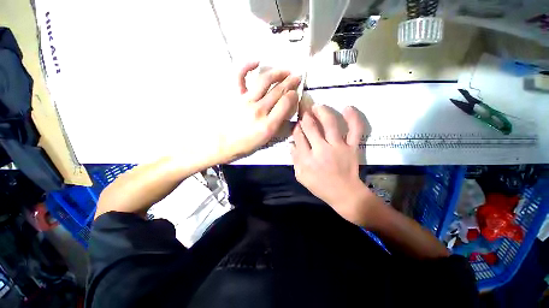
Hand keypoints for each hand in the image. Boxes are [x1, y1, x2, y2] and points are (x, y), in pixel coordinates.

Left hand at [216, 62, 300, 162]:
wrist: (223, 143)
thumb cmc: (246, 145)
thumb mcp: (267, 141)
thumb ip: (279, 126)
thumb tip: (288, 111)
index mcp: (268, 125)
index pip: (285, 103)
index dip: (293, 95)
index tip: (295, 92)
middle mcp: (258, 110)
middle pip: (277, 91)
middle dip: (290, 82)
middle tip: (297, 77)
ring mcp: (245, 101)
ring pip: (264, 81)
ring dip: (277, 73)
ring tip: (285, 71)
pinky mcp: (235, 96)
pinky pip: (240, 76)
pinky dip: (247, 66)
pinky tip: (257, 61)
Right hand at [291, 105, 372, 224]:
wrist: (344, 194)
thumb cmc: (320, 186)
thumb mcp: (301, 176)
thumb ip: (295, 160)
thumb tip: (291, 144)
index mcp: (307, 159)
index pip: (299, 137)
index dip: (297, 127)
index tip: (297, 123)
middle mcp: (321, 150)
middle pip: (311, 127)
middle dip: (305, 116)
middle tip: (304, 109)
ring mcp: (338, 147)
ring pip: (330, 124)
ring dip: (322, 112)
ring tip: (317, 106)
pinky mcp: (352, 147)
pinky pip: (355, 130)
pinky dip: (353, 118)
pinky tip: (347, 107)